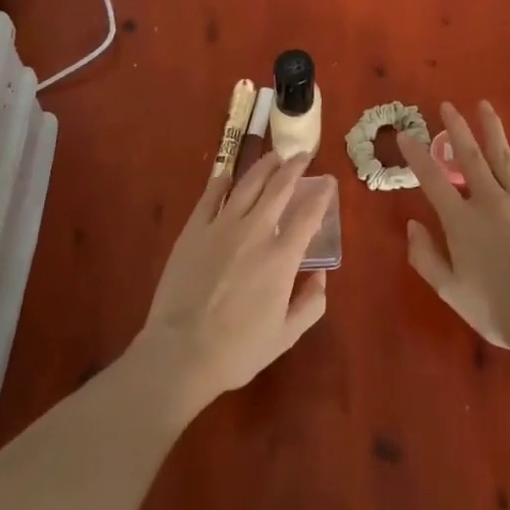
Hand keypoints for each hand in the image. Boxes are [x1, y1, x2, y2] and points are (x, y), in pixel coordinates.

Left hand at [137, 151, 330, 411]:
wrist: (180, 353)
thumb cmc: (237, 350)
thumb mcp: (285, 336)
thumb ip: (310, 304)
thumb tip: (321, 276)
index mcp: (281, 258)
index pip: (308, 214)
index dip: (321, 194)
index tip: (328, 181)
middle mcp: (256, 232)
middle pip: (279, 188)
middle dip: (294, 168)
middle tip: (302, 156)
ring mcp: (222, 226)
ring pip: (248, 184)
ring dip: (264, 166)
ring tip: (274, 156)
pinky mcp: (194, 229)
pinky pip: (211, 195)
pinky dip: (223, 181)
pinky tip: (229, 175)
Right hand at [398, 101, 509, 353]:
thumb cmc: (494, 308)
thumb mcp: (449, 290)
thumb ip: (426, 256)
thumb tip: (413, 224)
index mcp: (461, 221)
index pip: (432, 180)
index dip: (416, 156)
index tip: (405, 135)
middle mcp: (488, 201)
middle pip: (470, 156)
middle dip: (457, 128)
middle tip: (448, 105)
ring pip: (502, 156)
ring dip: (491, 128)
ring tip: (484, 105)